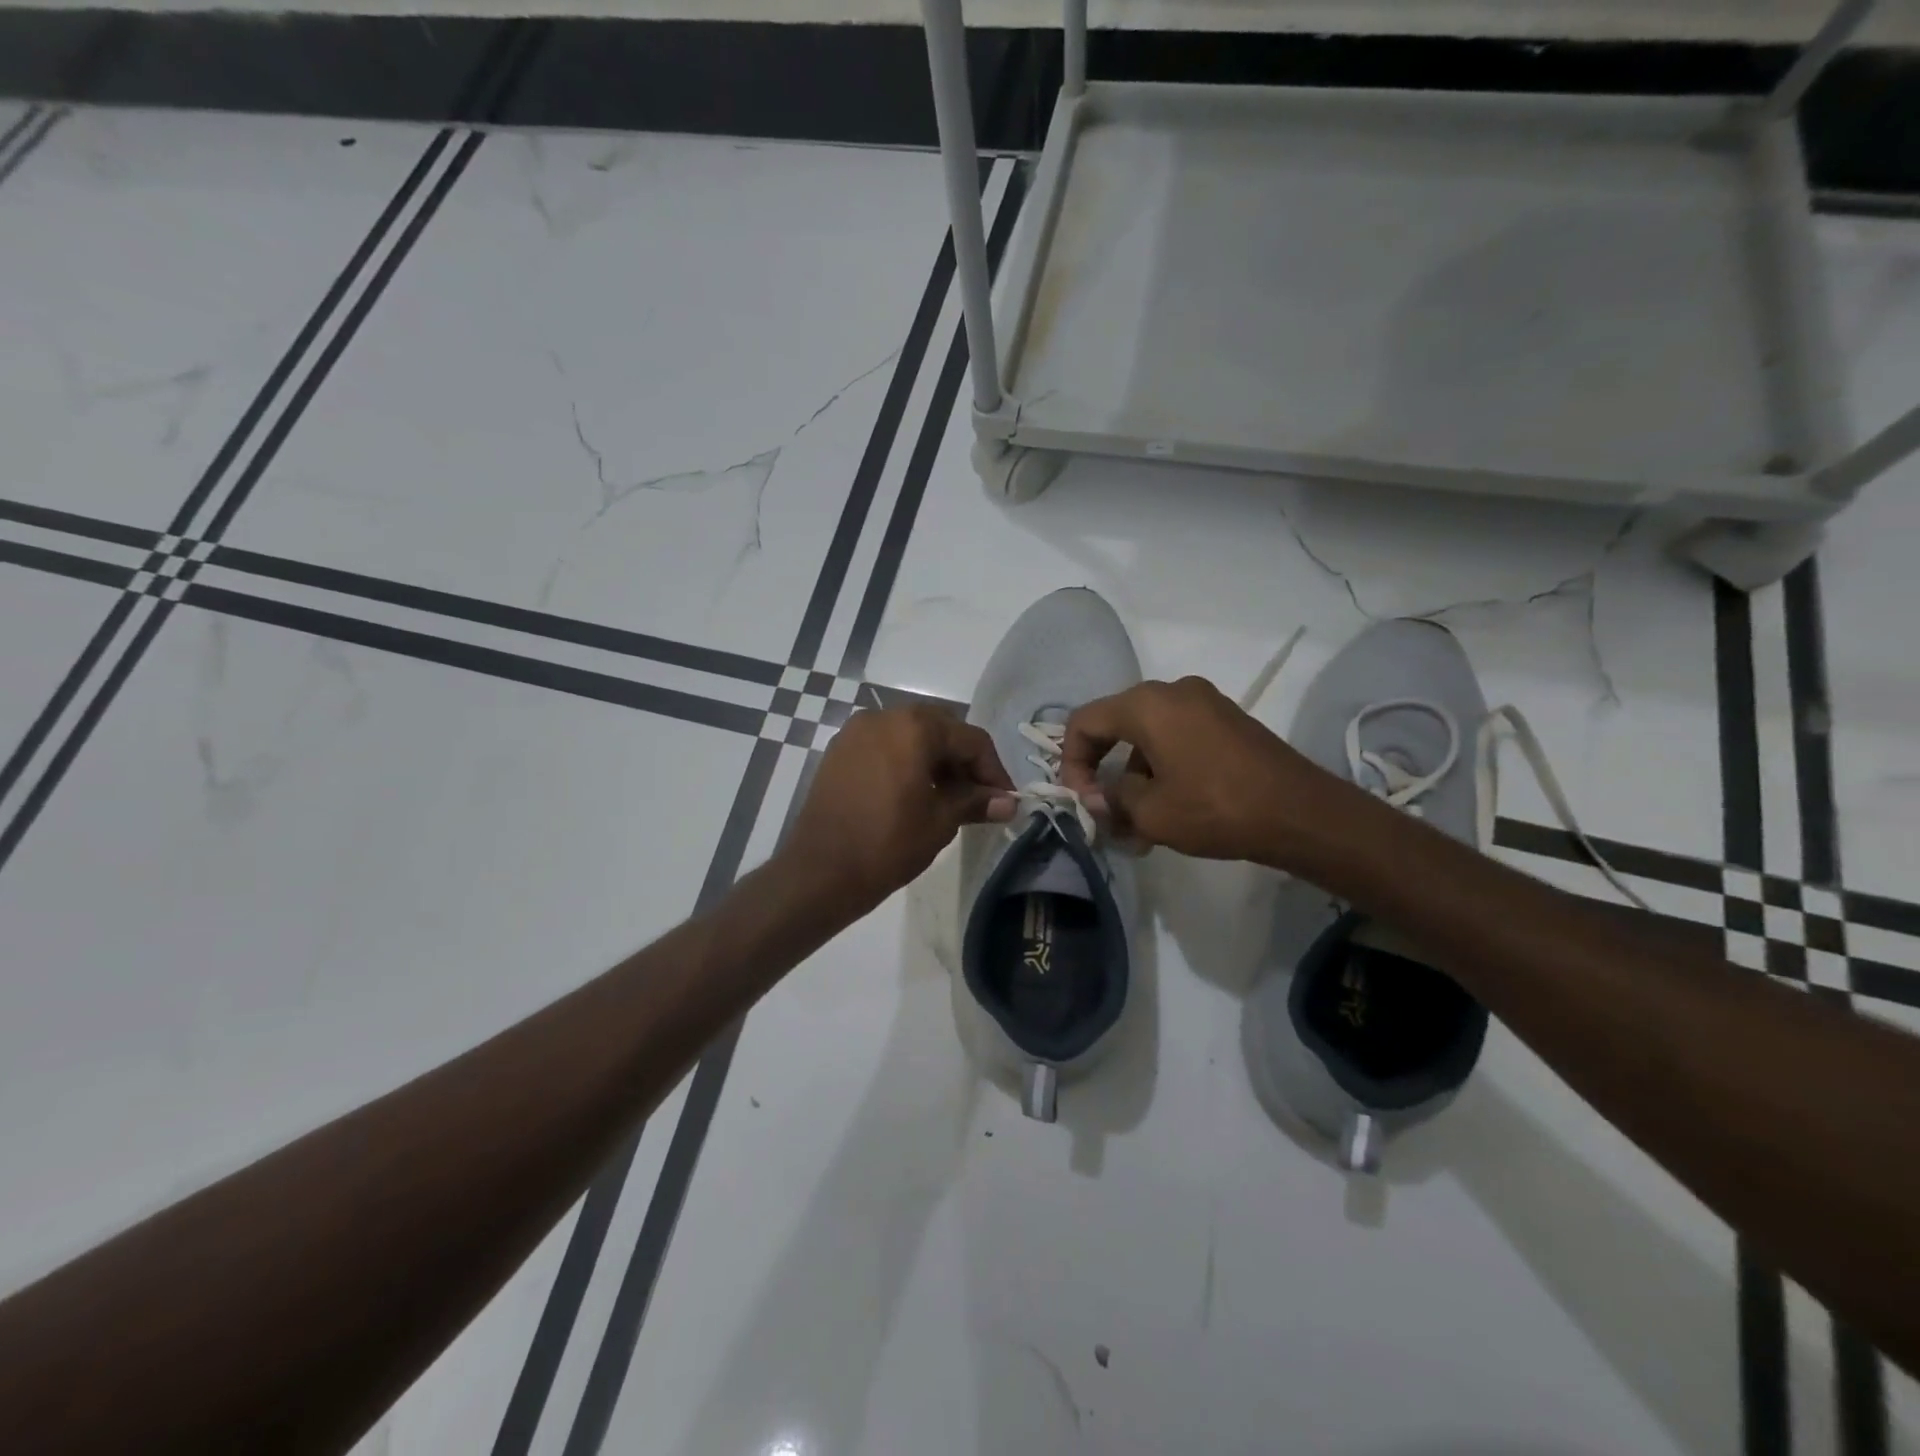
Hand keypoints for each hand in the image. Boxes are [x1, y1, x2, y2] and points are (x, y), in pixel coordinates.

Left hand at [783, 704, 1016, 914]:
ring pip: (910, 735)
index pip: (970, 739)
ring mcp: (856, 732)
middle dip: (963, 760)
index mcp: (914, 727)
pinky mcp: (839, 751)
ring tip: (949, 798)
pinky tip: (914, 793)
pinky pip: (884, 746)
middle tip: (979, 796)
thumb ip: (976, 802)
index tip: (1005, 799)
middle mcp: (884, 716)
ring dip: (935, 760)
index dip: (993, 770)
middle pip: (940, 729)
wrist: (820, 872)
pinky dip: (906, 761)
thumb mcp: (941, 821)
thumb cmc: (888, 844)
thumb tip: (1009, 803)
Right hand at [1060, 677, 1349, 865]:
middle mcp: (1172, 692)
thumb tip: (1098, 798)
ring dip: (1135, 778)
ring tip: (1140, 827)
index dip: (1071, 762)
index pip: (1085, 722)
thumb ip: (1111, 800)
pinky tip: (1170, 810)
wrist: (1300, 813)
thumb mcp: (1151, 812)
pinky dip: (1163, 769)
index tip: (1082, 801)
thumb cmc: (1216, 808)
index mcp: (1147, 704)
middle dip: (1105, 773)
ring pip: (1148, 737)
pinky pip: (1178, 738)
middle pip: (1116, 726)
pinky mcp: (1227, 721)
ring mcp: (1204, 703)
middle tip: (1107, 814)